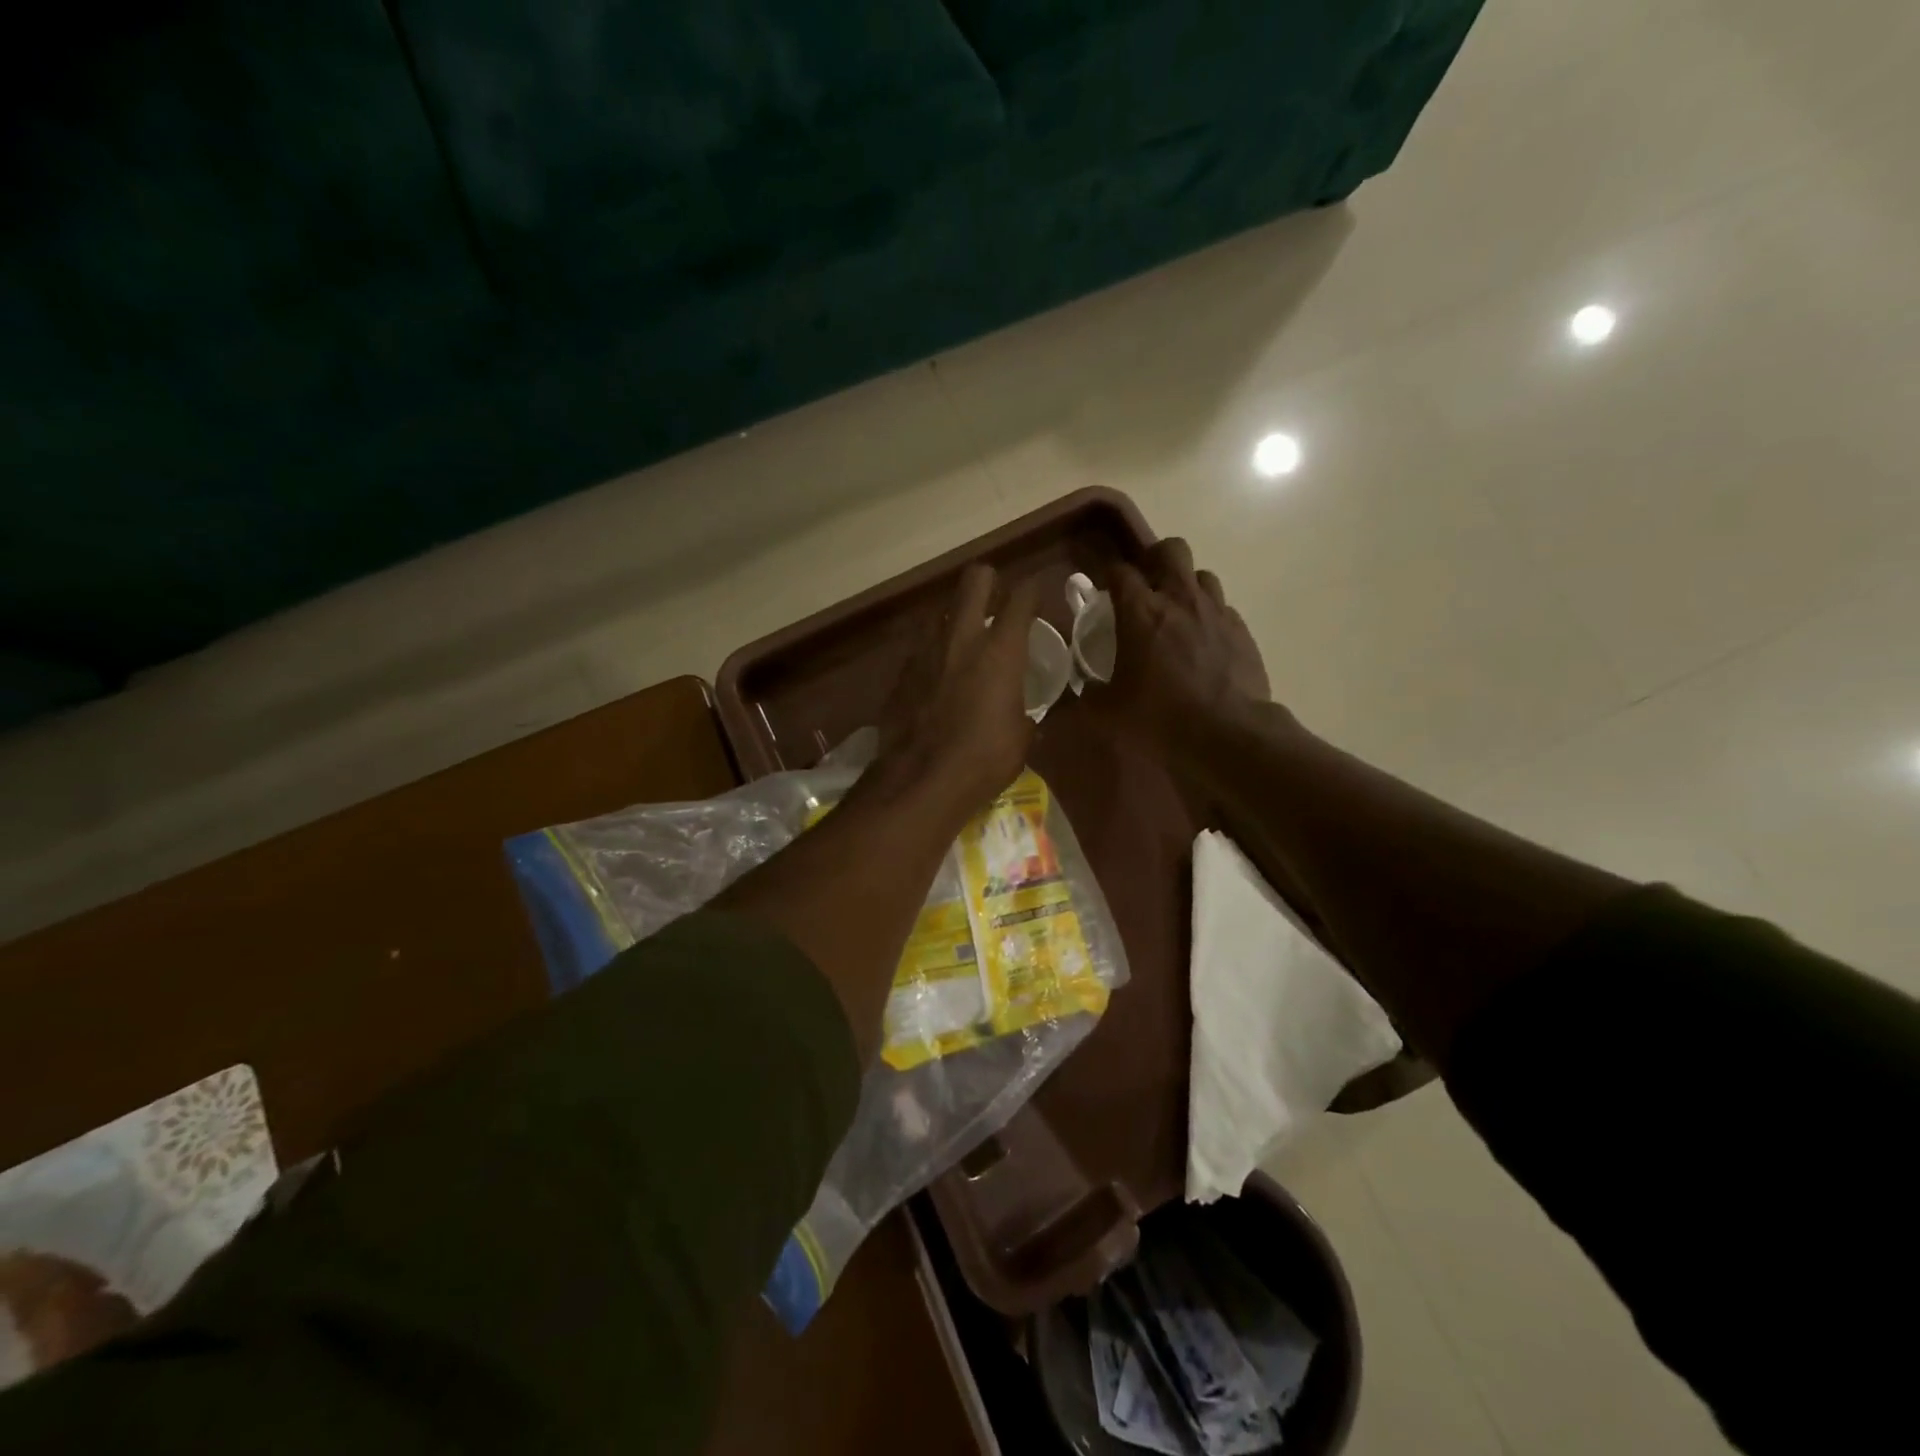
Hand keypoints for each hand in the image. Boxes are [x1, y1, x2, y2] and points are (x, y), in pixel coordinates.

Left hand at [871, 563, 1040, 818]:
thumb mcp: (1020, 738)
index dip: (1031, 591)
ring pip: (941, 611)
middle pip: (974, 580)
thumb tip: (1020, 715)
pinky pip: (921, 648)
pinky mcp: (901, 672)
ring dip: (955, 619)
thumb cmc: (984, 759)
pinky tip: (937, 678)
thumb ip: (1021, 712)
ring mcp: (926, 651)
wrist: (920, 780)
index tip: (1035, 595)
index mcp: (1001, 650)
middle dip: (988, 581)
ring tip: (963, 641)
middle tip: (995, 597)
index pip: (1022, 598)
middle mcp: (962, 637)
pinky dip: (933, 654)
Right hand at [1090, 538, 1271, 753]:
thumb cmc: (1160, 718)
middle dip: (1155, 559)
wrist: (1228, 734)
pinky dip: (1209, 615)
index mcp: (1140, 612)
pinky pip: (1222, 607)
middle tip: (1145, 586)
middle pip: (1171, 549)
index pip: (1120, 570)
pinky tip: (1203, 640)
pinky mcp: (1242, 630)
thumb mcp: (1108, 713)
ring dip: (1186, 585)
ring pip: (1201, 574)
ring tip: (1177, 612)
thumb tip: (1087, 688)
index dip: (1109, 574)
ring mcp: (1216, 612)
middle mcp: (1180, 600)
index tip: (1102, 588)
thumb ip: (1090, 695)